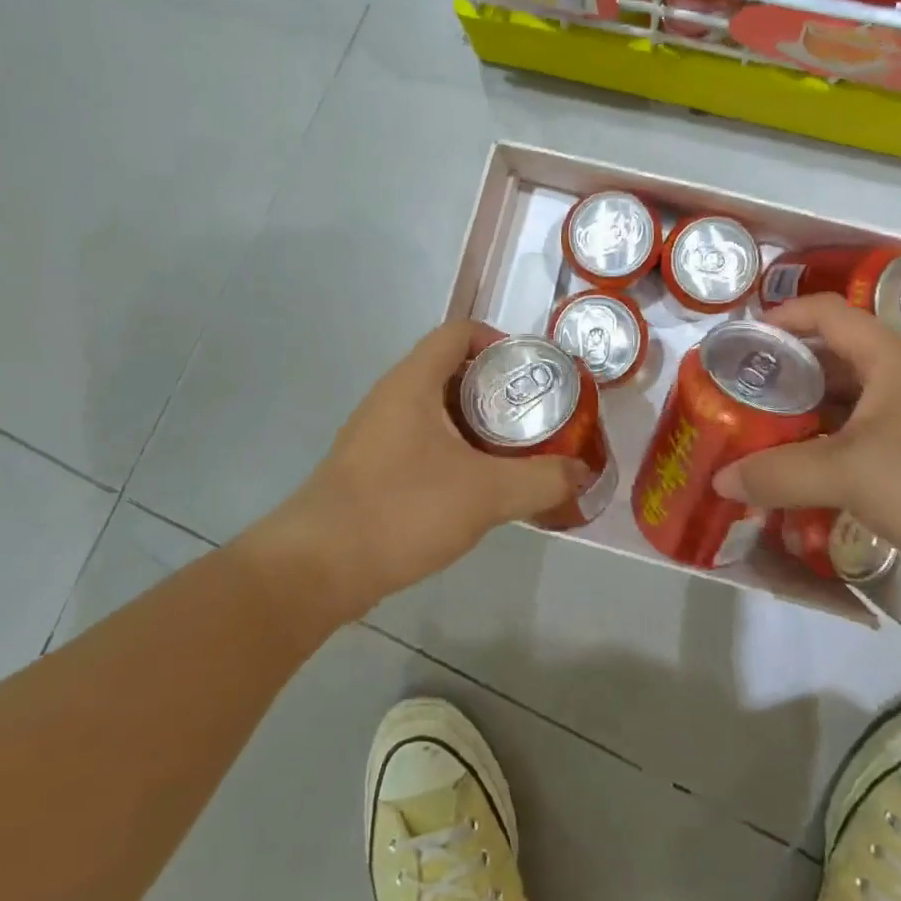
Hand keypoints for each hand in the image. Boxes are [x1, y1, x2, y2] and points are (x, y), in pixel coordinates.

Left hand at [261, 321, 589, 616]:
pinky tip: (477, 484)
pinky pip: (423, 439)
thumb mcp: (486, 494)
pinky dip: (455, 449)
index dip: (500, 342)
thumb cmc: (402, 510)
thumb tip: (581, 472)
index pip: (459, 332)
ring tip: (515, 450)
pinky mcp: (372, 466)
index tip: (533, 373)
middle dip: (498, 389)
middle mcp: (392, 396)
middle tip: (535, 415)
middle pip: (452, 369)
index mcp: (413, 381)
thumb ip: (541, 480)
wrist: (318, 567)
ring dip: (478, 423)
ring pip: (438, 409)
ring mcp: (377, 432)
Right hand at [713, 294, 900, 609]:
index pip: (827, 313)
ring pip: (841, 407)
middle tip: (736, 395)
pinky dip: (822, 454)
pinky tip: (794, 478)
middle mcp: (898, 384)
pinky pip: (855, 446)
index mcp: (887, 361)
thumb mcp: (850, 473)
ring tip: (754, 436)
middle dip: (781, 374)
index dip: (783, 315)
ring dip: (799, 418)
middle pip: (829, 361)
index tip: (741, 340)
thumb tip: (720, 478)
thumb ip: (780, 473)